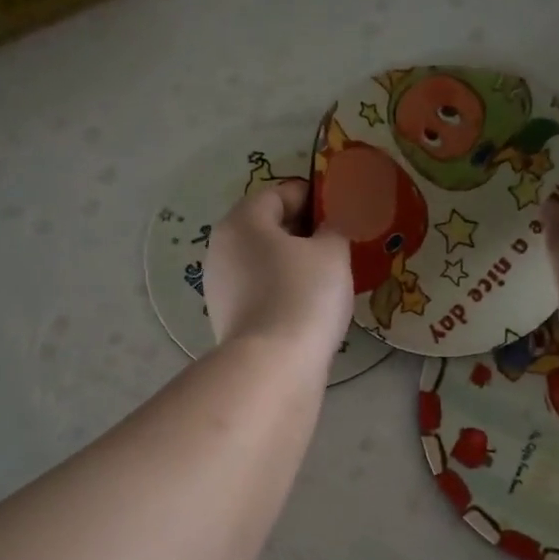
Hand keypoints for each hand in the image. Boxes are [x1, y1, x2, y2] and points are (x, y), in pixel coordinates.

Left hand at [204, 180, 353, 367]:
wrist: (273, 365)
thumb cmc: (304, 295)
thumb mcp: (332, 253)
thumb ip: (333, 229)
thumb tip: (326, 228)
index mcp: (243, 220)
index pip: (279, 193)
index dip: (312, 196)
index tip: (339, 209)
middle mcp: (222, 247)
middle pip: (265, 226)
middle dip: (301, 230)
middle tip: (336, 242)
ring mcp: (219, 284)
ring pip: (261, 260)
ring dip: (291, 261)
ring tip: (326, 275)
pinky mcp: (226, 317)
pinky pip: (258, 289)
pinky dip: (280, 288)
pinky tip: (306, 304)